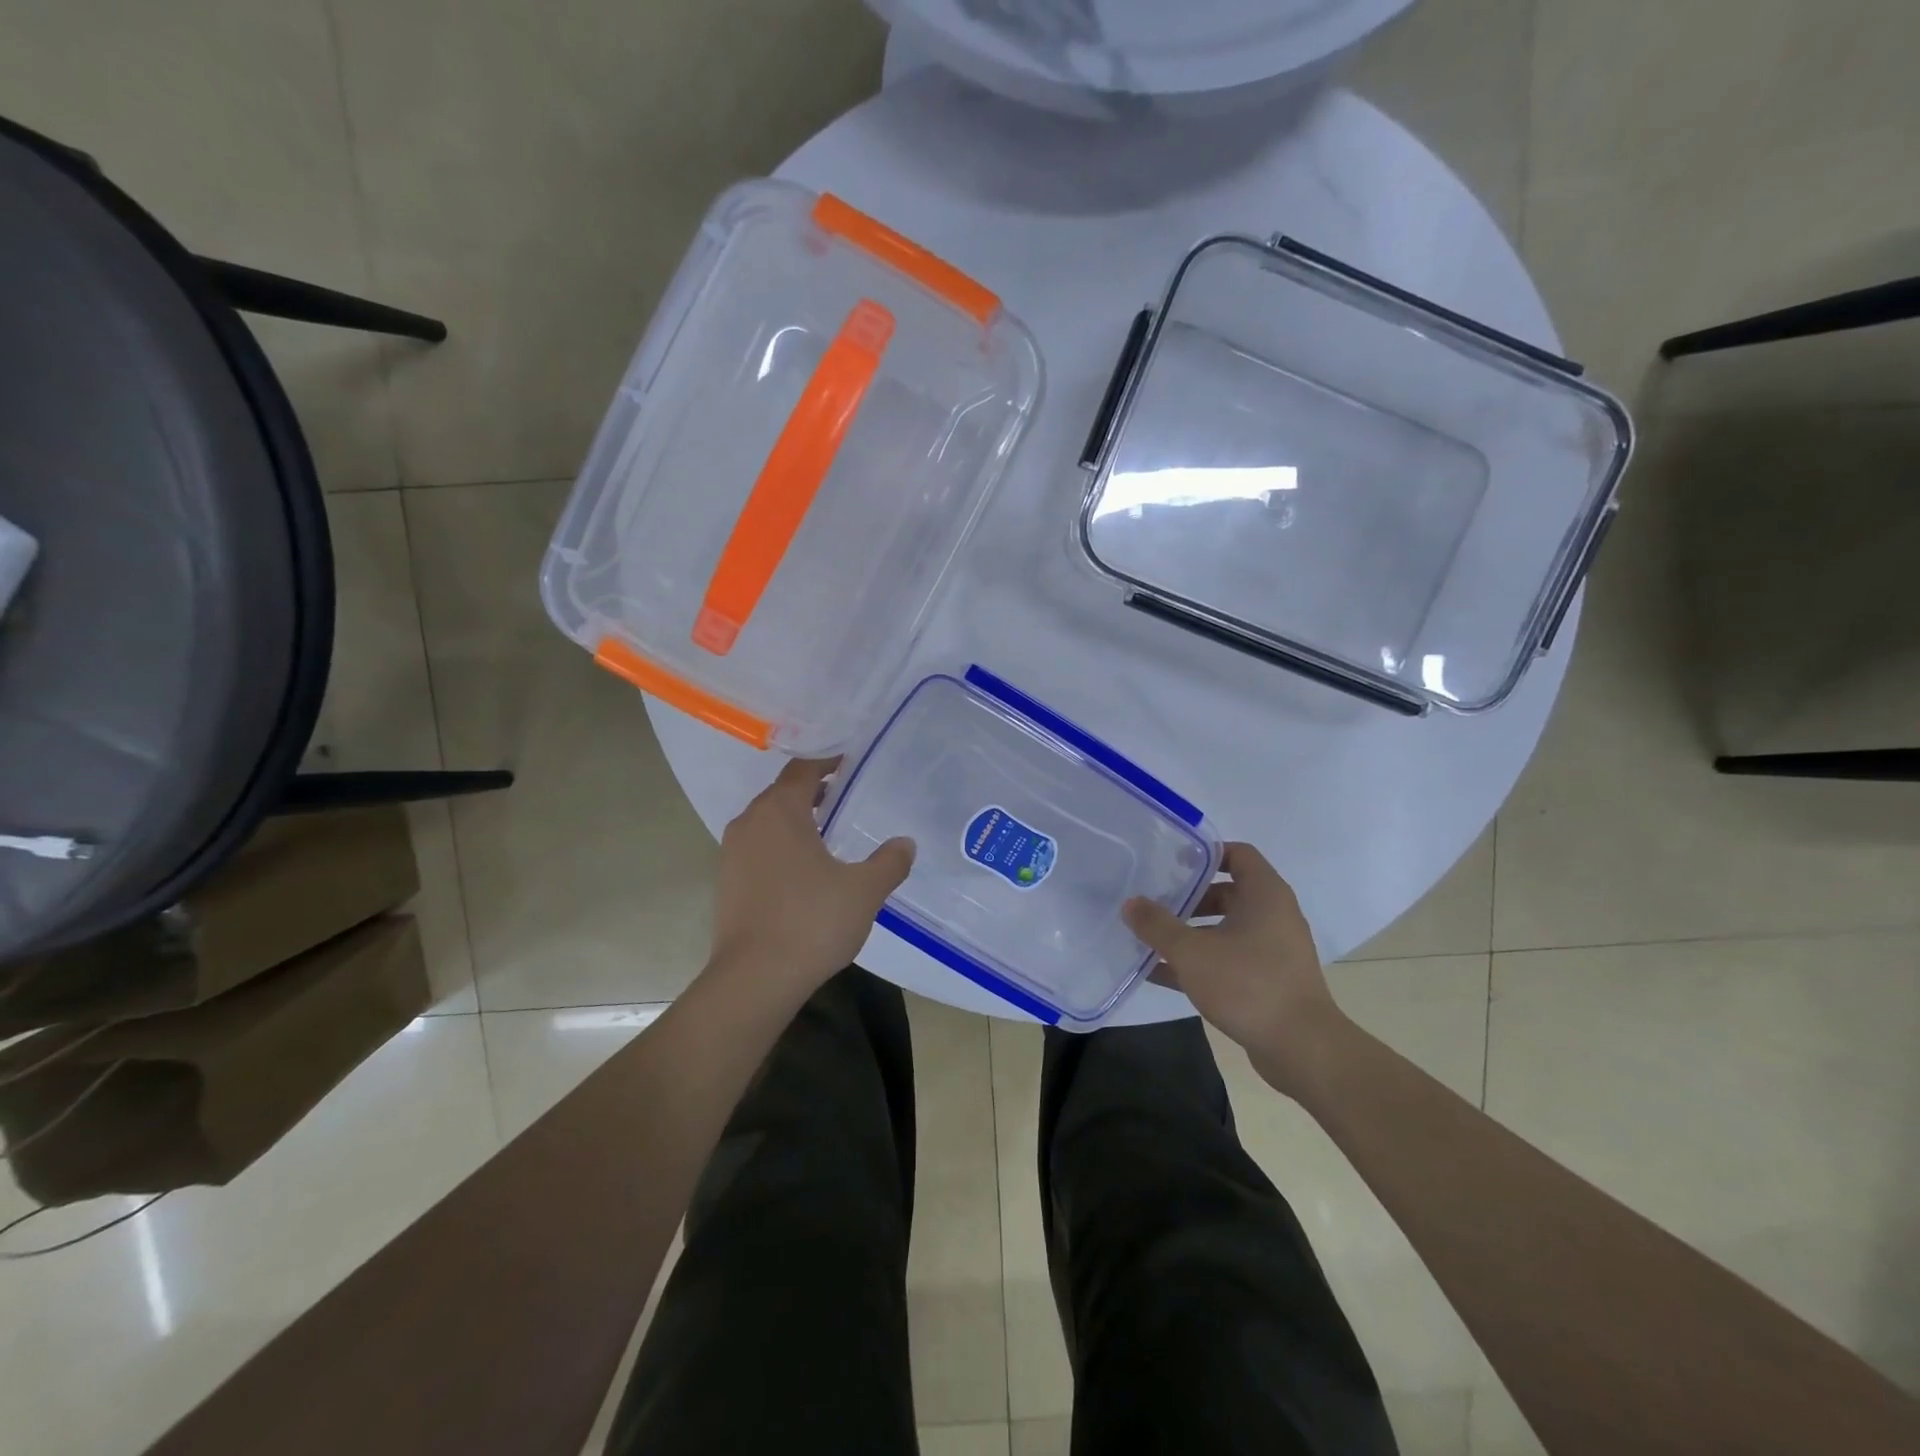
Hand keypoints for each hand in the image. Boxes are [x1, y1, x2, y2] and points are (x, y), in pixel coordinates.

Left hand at [709, 757, 914, 999]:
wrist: (754, 978)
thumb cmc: (811, 921)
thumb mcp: (864, 890)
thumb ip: (889, 862)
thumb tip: (905, 843)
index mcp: (780, 811)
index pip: (802, 770)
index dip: (826, 763)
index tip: (849, 765)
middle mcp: (750, 822)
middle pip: (781, 793)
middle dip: (811, 792)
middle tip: (844, 799)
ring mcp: (732, 853)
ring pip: (766, 822)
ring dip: (794, 820)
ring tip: (826, 834)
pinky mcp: (726, 882)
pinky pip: (756, 848)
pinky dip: (779, 847)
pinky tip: (803, 871)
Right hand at [1123, 843, 1346, 1095]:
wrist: (1302, 1049)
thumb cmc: (1248, 985)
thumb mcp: (1192, 952)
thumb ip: (1157, 925)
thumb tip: (1130, 903)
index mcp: (1265, 894)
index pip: (1237, 854)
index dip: (1205, 853)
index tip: (1171, 862)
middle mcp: (1274, 915)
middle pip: (1228, 892)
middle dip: (1189, 897)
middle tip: (1154, 901)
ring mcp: (1274, 950)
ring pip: (1226, 928)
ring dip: (1191, 932)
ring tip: (1151, 937)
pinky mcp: (1269, 980)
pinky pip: (1229, 959)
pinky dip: (1200, 961)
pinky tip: (1160, 973)